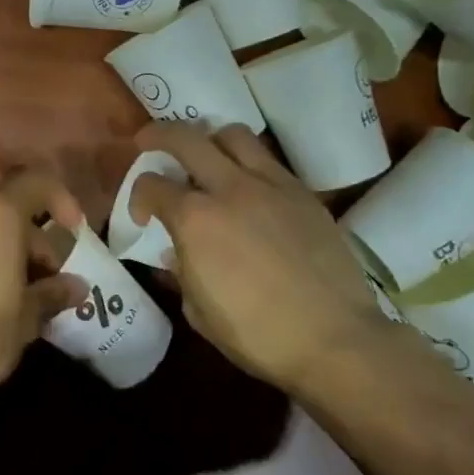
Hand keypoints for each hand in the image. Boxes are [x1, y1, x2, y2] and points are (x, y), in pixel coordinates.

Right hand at [132, 125, 387, 390]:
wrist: (335, 340)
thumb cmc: (257, 335)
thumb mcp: (198, 311)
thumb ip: (182, 272)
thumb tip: (178, 252)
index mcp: (194, 220)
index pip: (151, 185)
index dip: (138, 196)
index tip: (143, 216)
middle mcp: (228, 188)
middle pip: (185, 138)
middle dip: (158, 135)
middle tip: (149, 142)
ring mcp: (270, 186)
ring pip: (232, 134)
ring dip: (210, 140)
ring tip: (207, 158)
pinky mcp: (302, 193)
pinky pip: (268, 160)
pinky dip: (248, 163)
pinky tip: (248, 187)